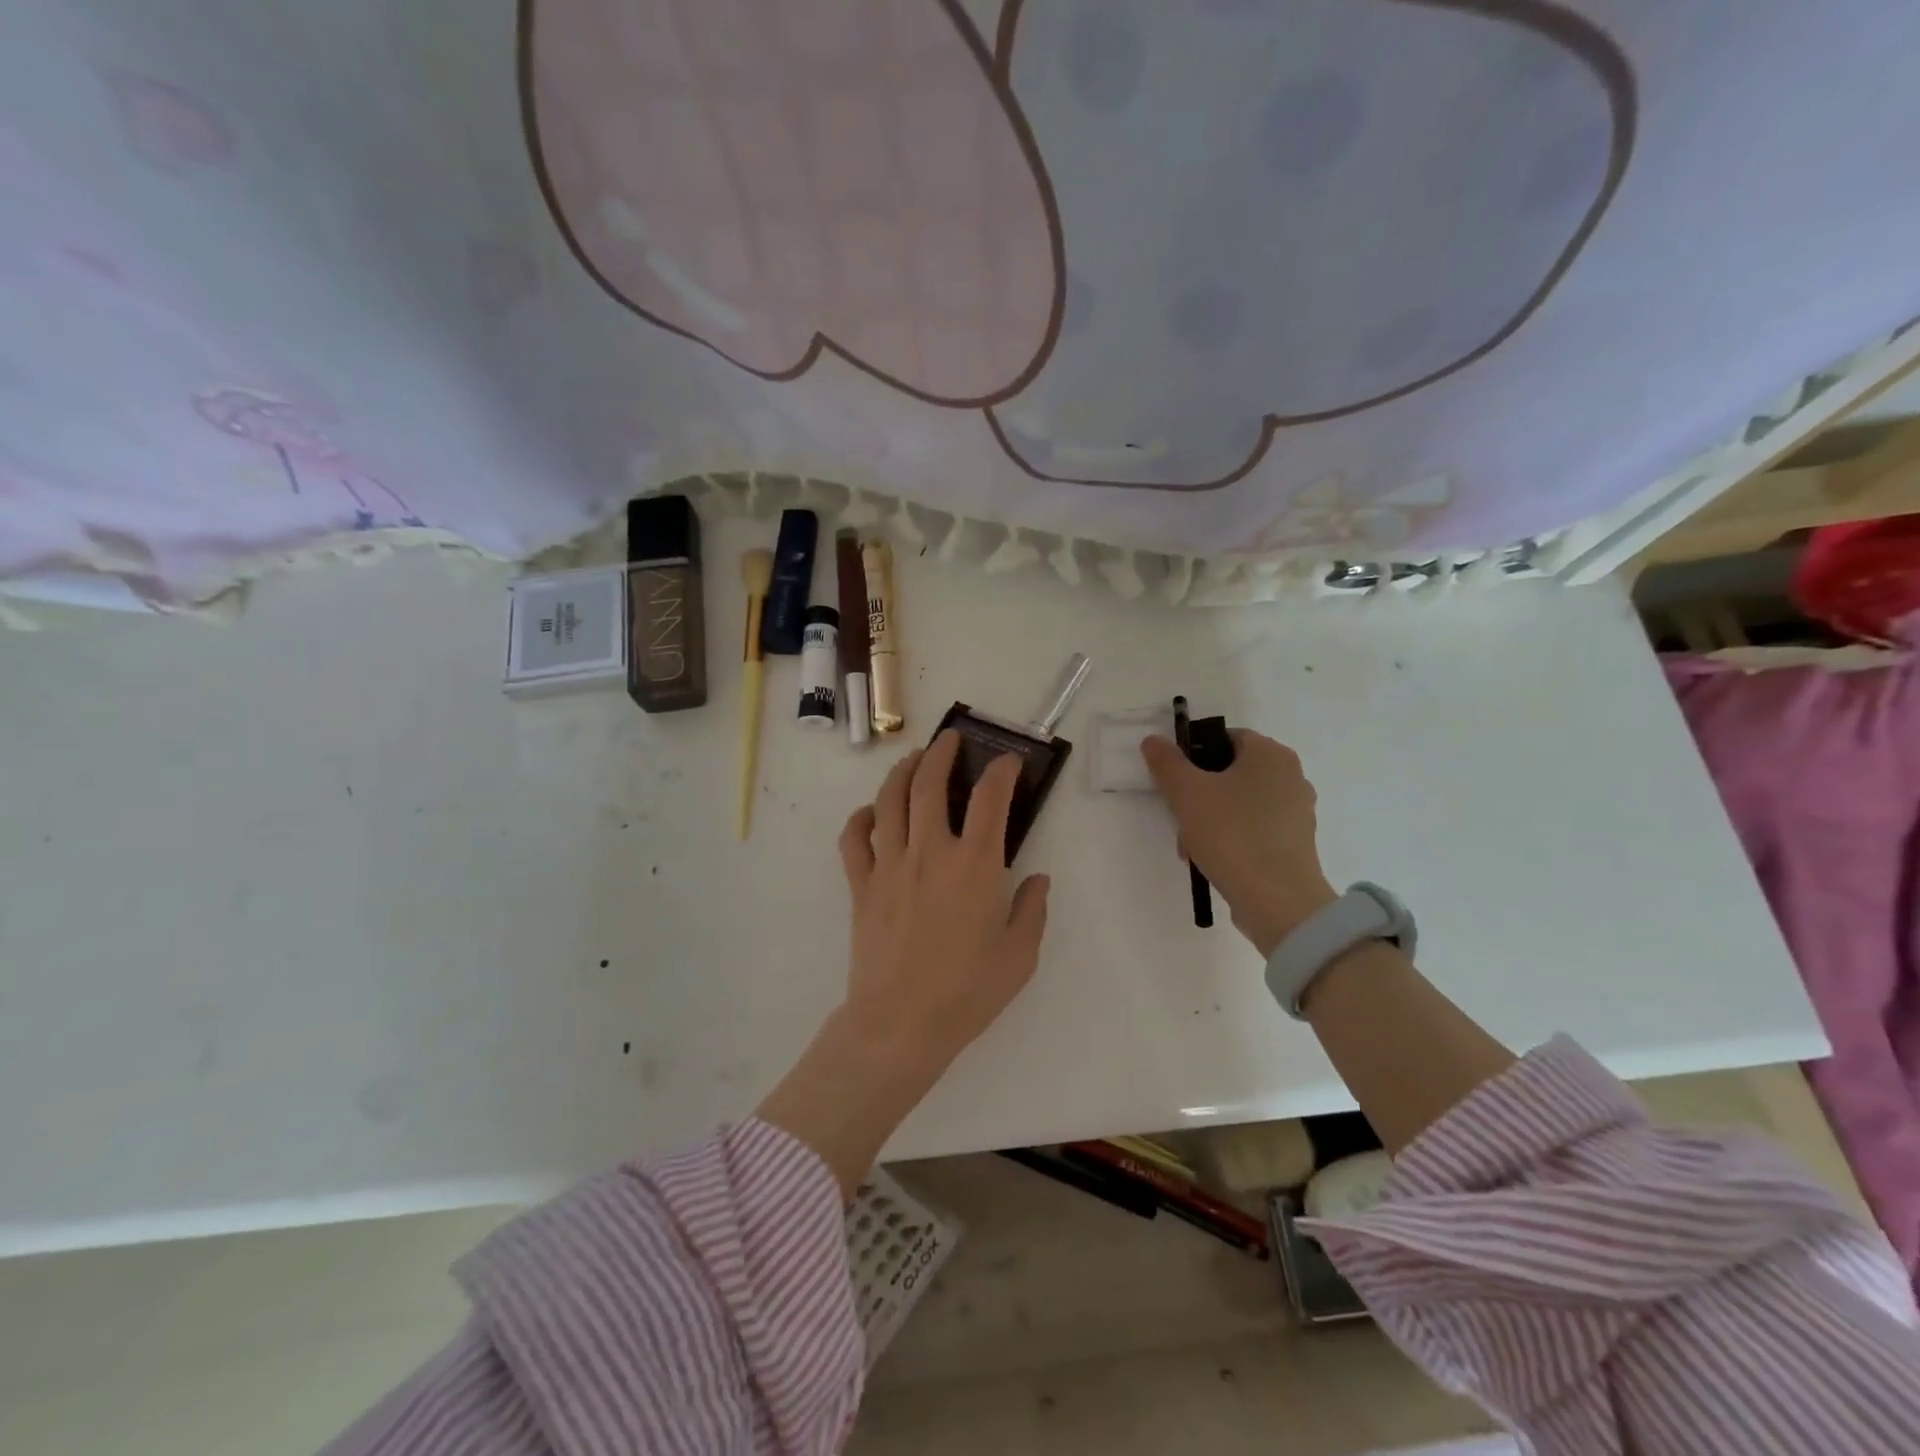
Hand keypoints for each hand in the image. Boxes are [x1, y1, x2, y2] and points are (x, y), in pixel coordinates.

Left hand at [836, 729, 1051, 1075]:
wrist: (901, 1024)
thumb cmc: (967, 992)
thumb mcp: (1019, 956)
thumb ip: (1033, 910)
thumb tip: (1037, 878)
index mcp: (975, 866)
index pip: (991, 799)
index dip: (1002, 772)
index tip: (1008, 762)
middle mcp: (931, 852)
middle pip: (930, 783)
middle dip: (942, 752)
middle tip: (951, 739)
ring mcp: (890, 865)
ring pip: (890, 800)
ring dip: (902, 771)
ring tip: (913, 758)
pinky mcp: (861, 885)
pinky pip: (854, 838)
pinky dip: (860, 817)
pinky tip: (870, 812)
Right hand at [1141, 729, 1337, 956]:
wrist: (1278, 901)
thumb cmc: (1231, 834)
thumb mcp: (1187, 793)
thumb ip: (1167, 762)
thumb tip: (1154, 740)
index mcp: (1270, 754)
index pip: (1224, 738)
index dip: (1192, 754)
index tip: (1173, 782)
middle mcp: (1291, 775)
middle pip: (1230, 772)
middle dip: (1198, 794)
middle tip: (1178, 817)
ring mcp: (1297, 811)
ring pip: (1239, 803)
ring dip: (1210, 818)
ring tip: (1191, 847)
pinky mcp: (1297, 843)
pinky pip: (1254, 828)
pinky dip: (1232, 837)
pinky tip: (1213, 860)